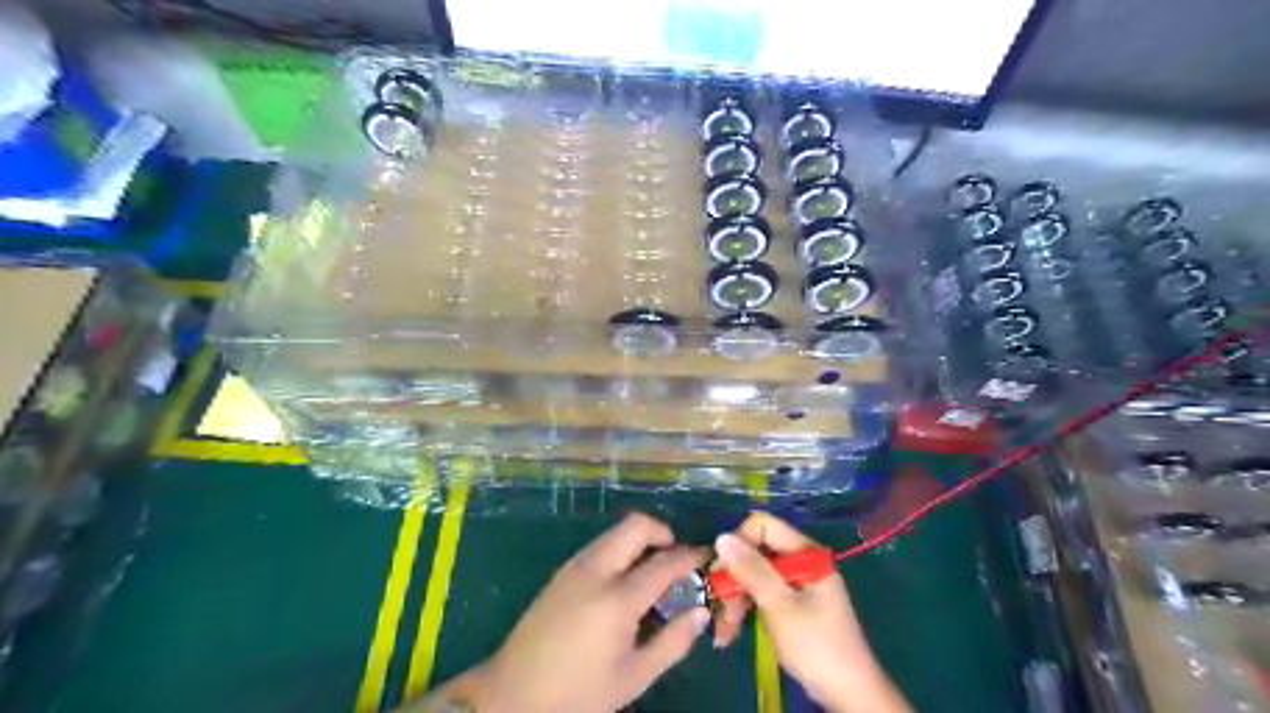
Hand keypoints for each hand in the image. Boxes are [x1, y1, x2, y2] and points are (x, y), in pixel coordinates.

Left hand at [461, 513, 710, 712]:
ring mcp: (574, 567)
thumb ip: (672, 642)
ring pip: (615, 532)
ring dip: (640, 541)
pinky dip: (620, 550)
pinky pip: (599, 546)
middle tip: (676, 558)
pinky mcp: (561, 571)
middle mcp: (595, 570)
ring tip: (652, 572)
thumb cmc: (577, 693)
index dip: (690, 556)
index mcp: (617, 599)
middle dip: (662, 532)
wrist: (511, 694)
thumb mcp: (633, 677)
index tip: (706, 558)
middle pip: (635, 526)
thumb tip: (700, 612)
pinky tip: (623, 582)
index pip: (664, 562)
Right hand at [713, 512, 911, 711]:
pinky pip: (762, 594)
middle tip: (717, 609)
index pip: (761, 526)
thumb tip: (722, 537)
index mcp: (805, 552)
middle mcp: (801, 560)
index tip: (721, 574)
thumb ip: (752, 570)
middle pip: (755, 552)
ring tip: (723, 632)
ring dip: (735, 600)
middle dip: (733, 579)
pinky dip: (746, 610)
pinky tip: (731, 633)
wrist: (849, 695)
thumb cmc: (816, 646)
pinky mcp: (793, 603)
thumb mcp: (779, 606)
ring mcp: (797, 582)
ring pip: (754, 576)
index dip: (738, 545)